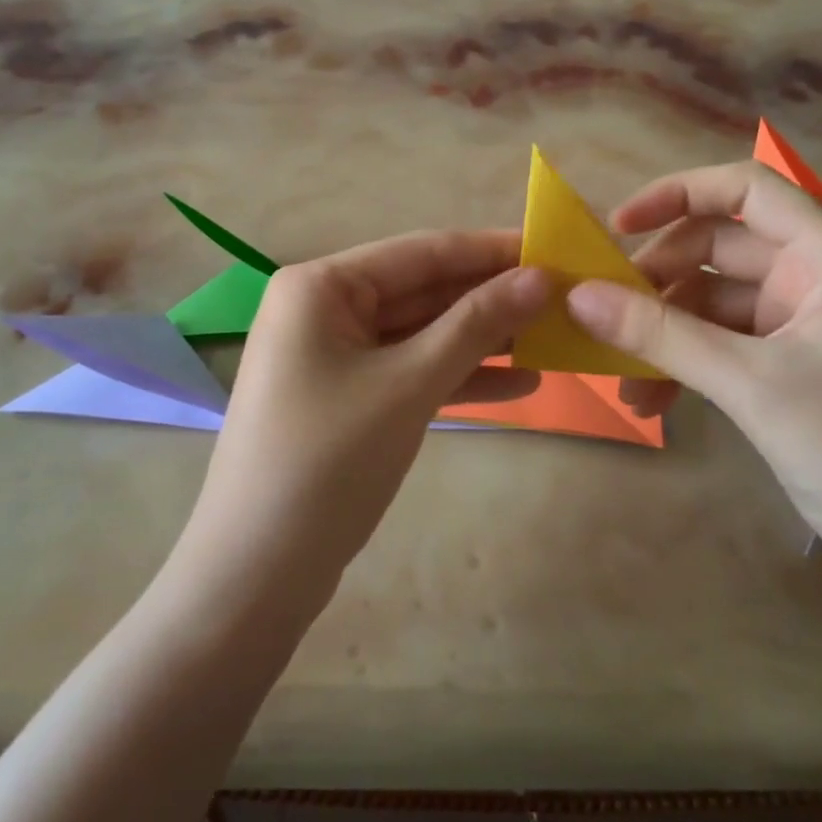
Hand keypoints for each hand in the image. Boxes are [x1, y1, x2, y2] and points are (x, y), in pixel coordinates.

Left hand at [185, 231, 549, 601]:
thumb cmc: (328, 461)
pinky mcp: (347, 398)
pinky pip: (409, 372)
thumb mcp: (409, 384)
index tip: (554, 249)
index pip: (421, 251)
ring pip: (420, 334)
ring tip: (553, 339)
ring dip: (481, 339)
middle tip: (564, 299)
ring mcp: (333, 356)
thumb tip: (540, 278)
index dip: (490, 250)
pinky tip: (519, 384)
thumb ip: (475, 325)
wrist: (257, 572)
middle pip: (422, 290)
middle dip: (490, 297)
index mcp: (321, 286)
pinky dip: (457, 377)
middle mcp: (323, 309)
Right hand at [565, 163, 821, 590]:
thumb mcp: (750, 385)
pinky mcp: (789, 365)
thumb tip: (577, 295)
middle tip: (603, 315)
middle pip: (717, 249)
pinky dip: (683, 363)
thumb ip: (661, 334)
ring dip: (662, 334)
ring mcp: (802, 324)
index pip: (747, 189)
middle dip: (656, 281)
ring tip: (621, 378)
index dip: (677, 194)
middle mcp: (815, 278)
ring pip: (711, 303)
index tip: (614, 228)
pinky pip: (720, 344)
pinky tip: (650, 400)